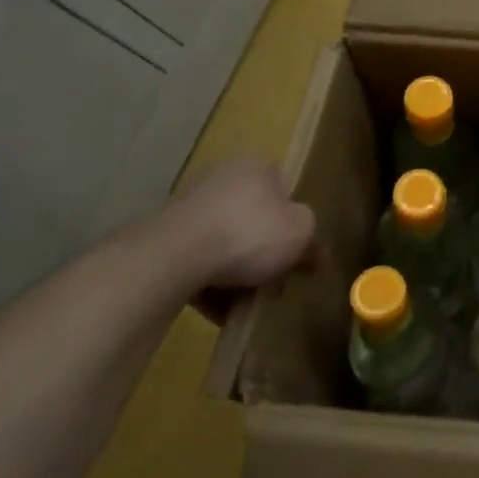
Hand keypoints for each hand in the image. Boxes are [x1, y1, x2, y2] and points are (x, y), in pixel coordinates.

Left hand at [158, 158, 318, 296]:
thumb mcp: (300, 234)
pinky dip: (209, 283)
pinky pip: (196, 261)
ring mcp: (189, 207)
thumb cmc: (250, 233)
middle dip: (263, 249)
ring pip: (223, 242)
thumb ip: (312, 240)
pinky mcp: (163, 237)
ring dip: (235, 271)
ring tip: (246, 302)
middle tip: (275, 279)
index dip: (294, 221)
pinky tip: (219, 310)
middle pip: (253, 217)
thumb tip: (315, 251)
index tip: (297, 250)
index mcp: (257, 167)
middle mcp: (222, 178)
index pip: (284, 188)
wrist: (174, 256)